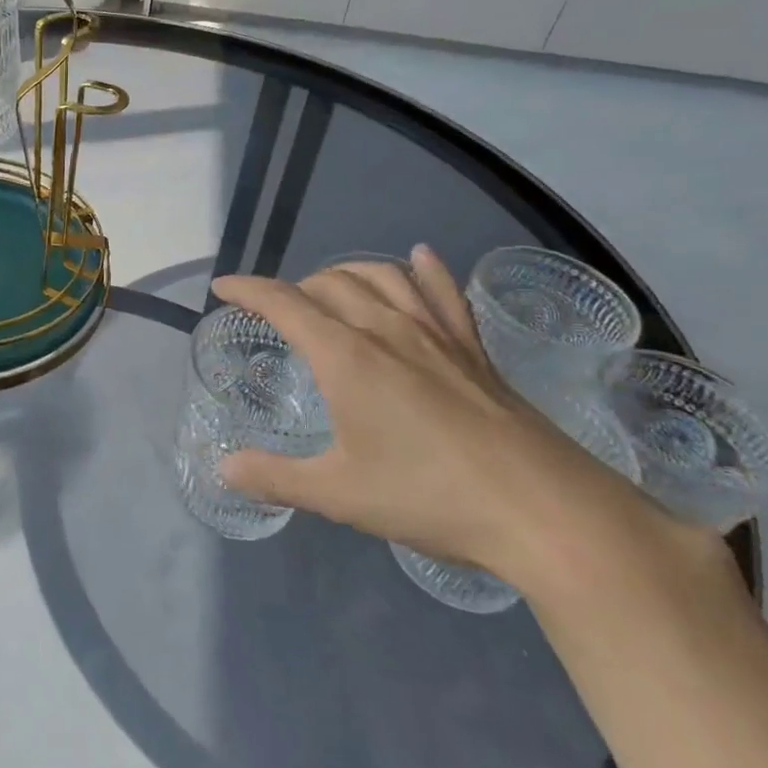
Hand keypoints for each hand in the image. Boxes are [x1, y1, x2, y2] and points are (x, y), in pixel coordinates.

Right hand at [215, 246, 646, 585]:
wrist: (543, 509)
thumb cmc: (429, 496)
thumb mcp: (338, 494)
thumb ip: (274, 477)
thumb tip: (223, 468)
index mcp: (346, 356)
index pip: (284, 303)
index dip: (248, 290)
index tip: (223, 288)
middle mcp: (386, 330)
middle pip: (329, 283)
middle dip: (293, 288)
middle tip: (276, 311)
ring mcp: (435, 334)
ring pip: (381, 277)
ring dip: (345, 272)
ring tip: (329, 286)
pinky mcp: (473, 349)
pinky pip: (443, 293)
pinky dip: (424, 271)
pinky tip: (419, 258)